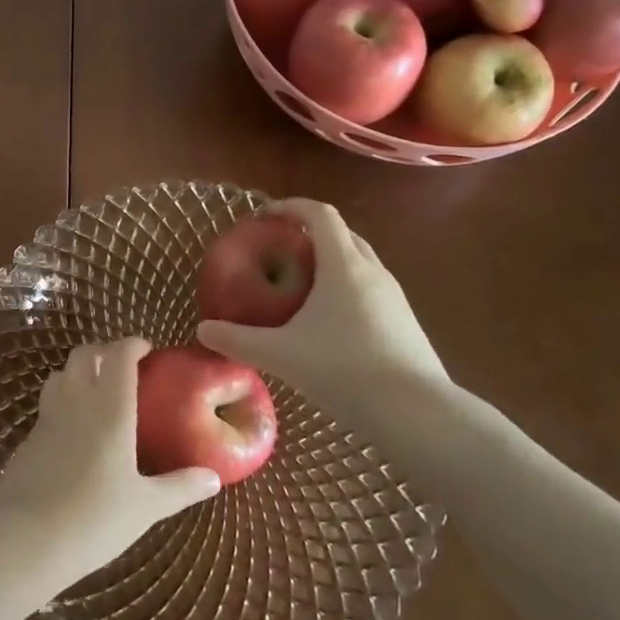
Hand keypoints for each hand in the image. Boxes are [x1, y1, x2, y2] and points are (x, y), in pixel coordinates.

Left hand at [0, 339, 220, 581]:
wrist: (26, 539)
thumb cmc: (95, 518)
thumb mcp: (146, 507)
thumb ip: (180, 487)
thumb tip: (214, 478)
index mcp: (110, 408)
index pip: (119, 355)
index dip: (132, 344)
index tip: (147, 350)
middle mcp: (77, 400)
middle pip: (84, 354)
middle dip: (104, 351)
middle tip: (124, 368)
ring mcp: (48, 416)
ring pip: (61, 373)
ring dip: (79, 371)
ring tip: (98, 391)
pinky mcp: (29, 436)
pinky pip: (48, 402)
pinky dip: (63, 399)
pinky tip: (75, 428)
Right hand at [197, 199, 448, 428]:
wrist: (417, 413)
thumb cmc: (345, 370)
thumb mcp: (282, 355)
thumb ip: (238, 340)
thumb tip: (202, 329)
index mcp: (343, 265)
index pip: (319, 214)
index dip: (292, 207)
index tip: (266, 216)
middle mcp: (372, 270)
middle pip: (342, 233)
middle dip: (311, 233)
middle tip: (281, 250)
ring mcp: (395, 296)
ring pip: (360, 261)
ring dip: (332, 261)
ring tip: (304, 285)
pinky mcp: (406, 321)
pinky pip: (371, 288)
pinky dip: (347, 287)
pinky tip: (331, 322)